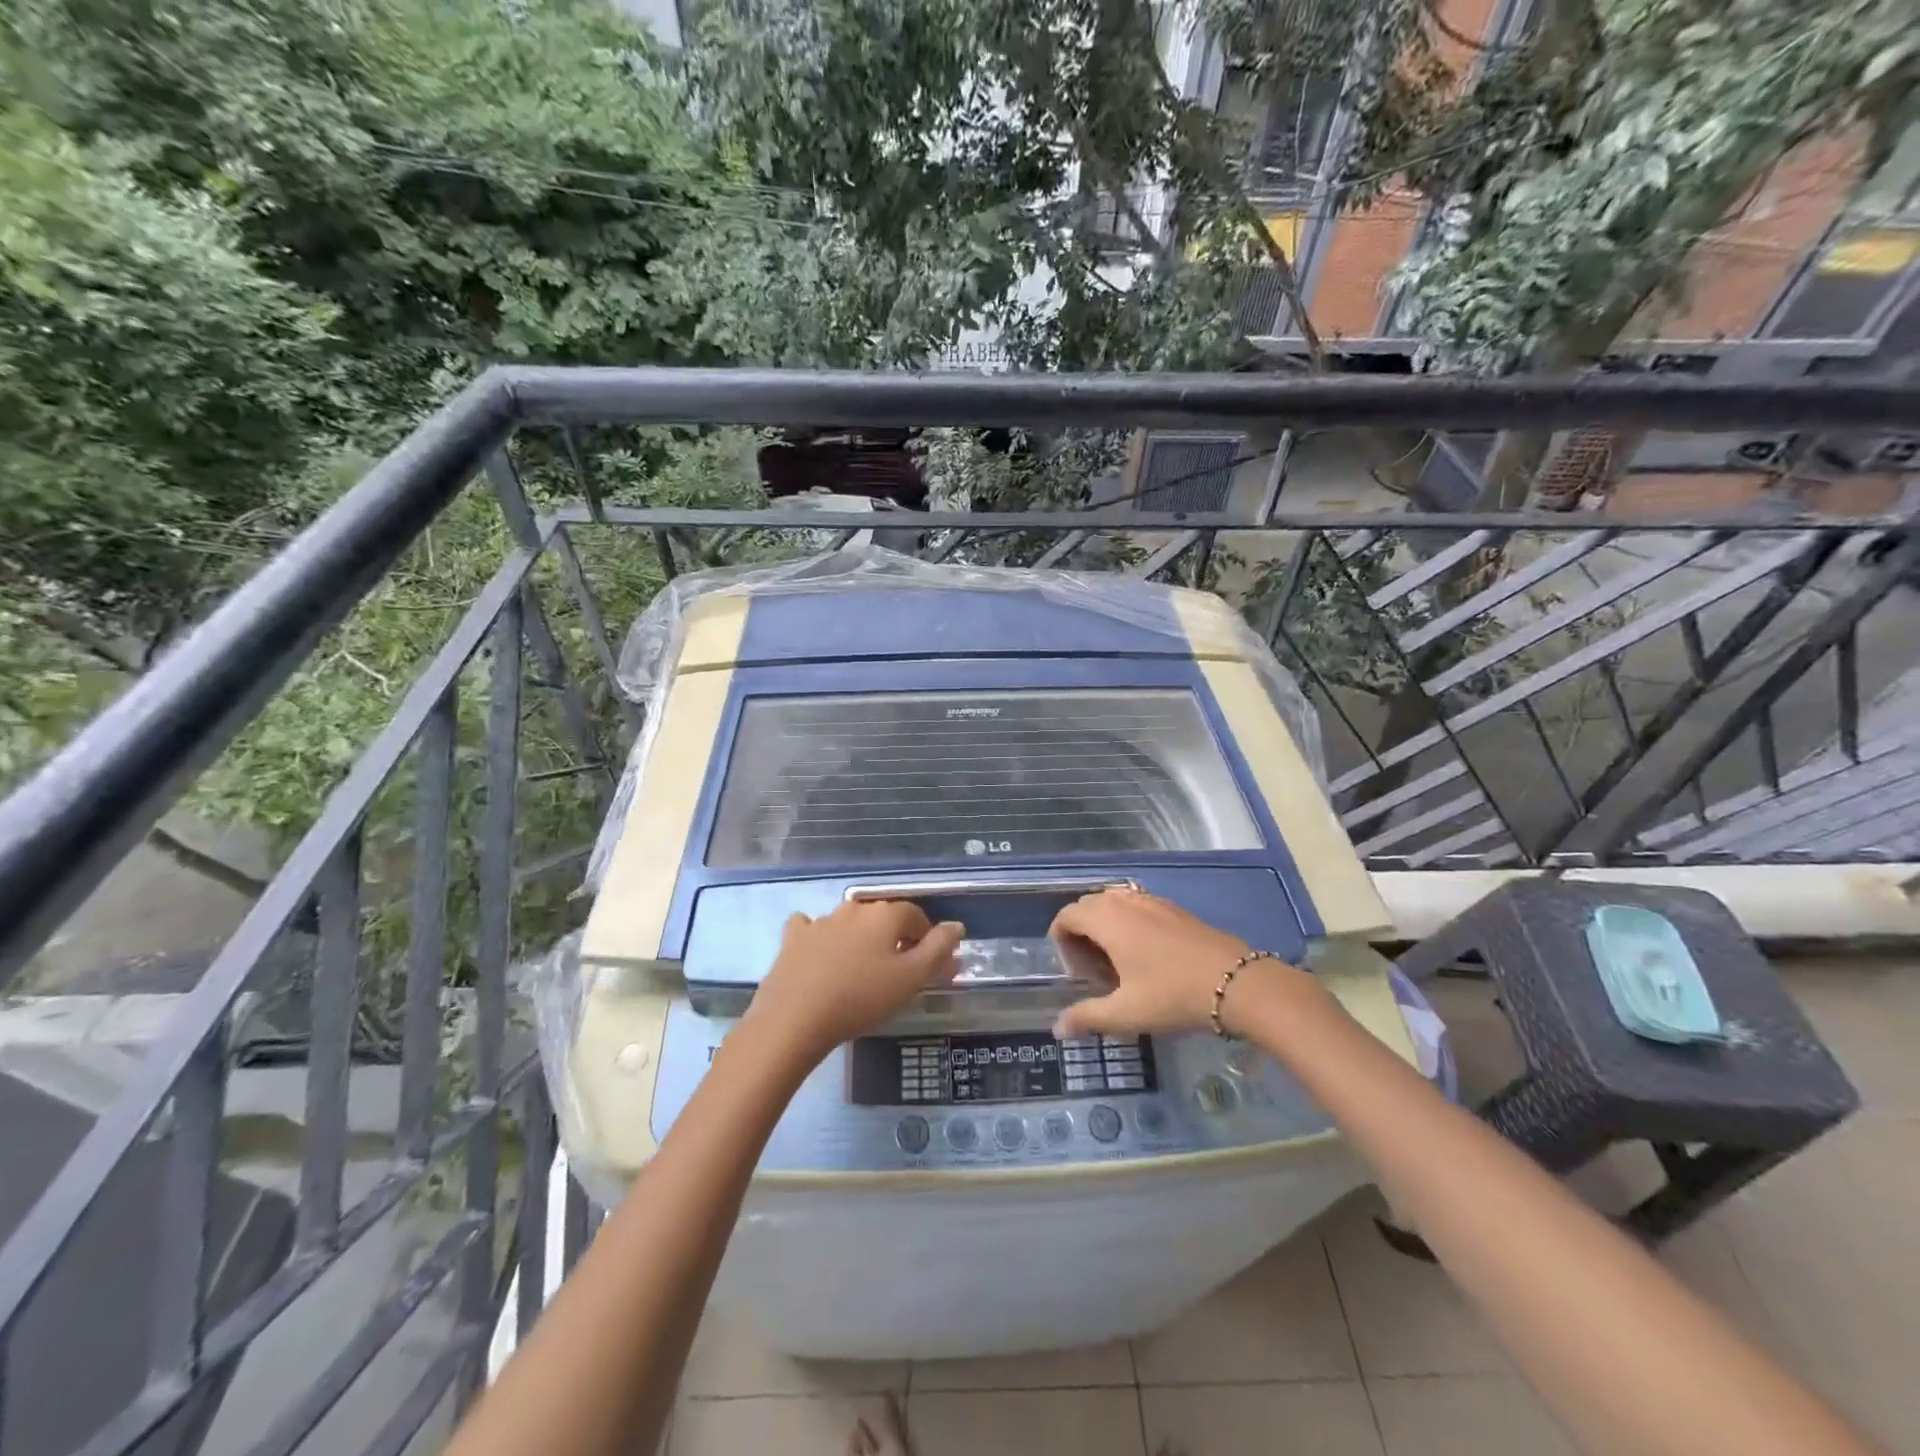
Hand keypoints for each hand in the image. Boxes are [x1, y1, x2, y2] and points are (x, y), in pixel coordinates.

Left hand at [742, 900, 964, 1065]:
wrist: (794, 1019)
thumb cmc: (861, 998)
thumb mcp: (911, 979)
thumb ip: (938, 950)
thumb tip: (956, 925)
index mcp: (885, 914)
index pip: (916, 916)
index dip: (925, 938)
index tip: (925, 966)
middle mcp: (854, 908)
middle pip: (882, 918)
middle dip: (892, 939)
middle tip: (894, 973)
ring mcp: (820, 921)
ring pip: (849, 923)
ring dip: (858, 940)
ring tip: (858, 973)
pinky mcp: (793, 938)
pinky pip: (812, 929)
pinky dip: (820, 938)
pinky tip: (820, 957)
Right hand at [1049, 887, 1301, 1038]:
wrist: (1238, 983)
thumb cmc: (1173, 996)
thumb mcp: (1126, 1013)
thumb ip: (1087, 1017)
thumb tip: (1057, 1028)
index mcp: (1108, 920)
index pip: (1068, 915)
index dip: (1061, 939)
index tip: (1073, 971)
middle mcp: (1126, 902)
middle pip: (1089, 904)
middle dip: (1080, 931)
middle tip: (1091, 969)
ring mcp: (1153, 901)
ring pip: (1114, 902)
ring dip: (1104, 924)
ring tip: (1116, 960)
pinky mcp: (1175, 908)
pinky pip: (1137, 905)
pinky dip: (1128, 921)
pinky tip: (1145, 954)